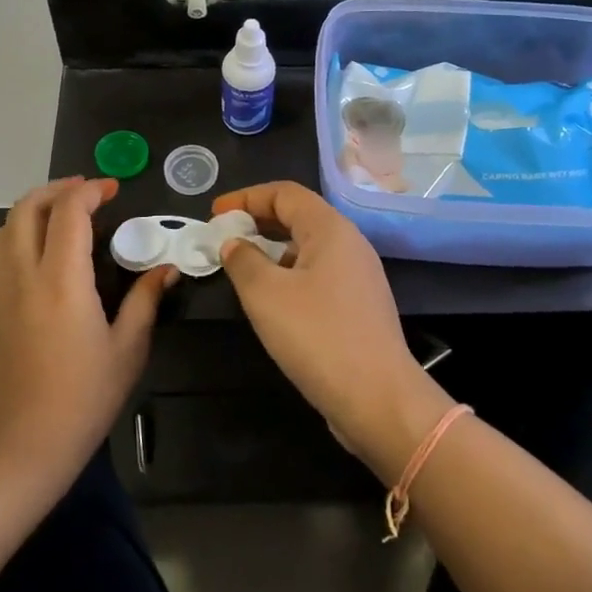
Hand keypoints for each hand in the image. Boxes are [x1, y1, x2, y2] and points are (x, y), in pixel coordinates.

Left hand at [0, 177, 174, 488]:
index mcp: (61, 281)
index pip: (68, 213)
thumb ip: (144, 302)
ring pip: (1, 229)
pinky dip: (14, 237)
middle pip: (26, 209)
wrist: (18, 449)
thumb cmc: (82, 400)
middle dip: (56, 190)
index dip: (90, 191)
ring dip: (30, 210)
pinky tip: (37, 256)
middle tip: (87, 193)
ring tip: (59, 217)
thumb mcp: (127, 351)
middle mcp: (22, 276)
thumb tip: (165, 270)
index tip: (113, 190)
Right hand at [212, 182, 449, 481]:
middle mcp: (350, 243)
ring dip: (273, 250)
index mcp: (330, 228)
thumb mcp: (265, 294)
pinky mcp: (359, 305)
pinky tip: (271, 298)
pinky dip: (289, 273)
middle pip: (299, 216)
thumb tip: (234, 243)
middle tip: (224, 237)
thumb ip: (243, 260)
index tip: (214, 215)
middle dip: (258, 221)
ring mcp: (358, 275)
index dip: (246, 197)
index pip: (285, 193)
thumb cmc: (317, 335)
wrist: (377, 398)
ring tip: (241, 267)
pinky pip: (318, 273)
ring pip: (309, 247)